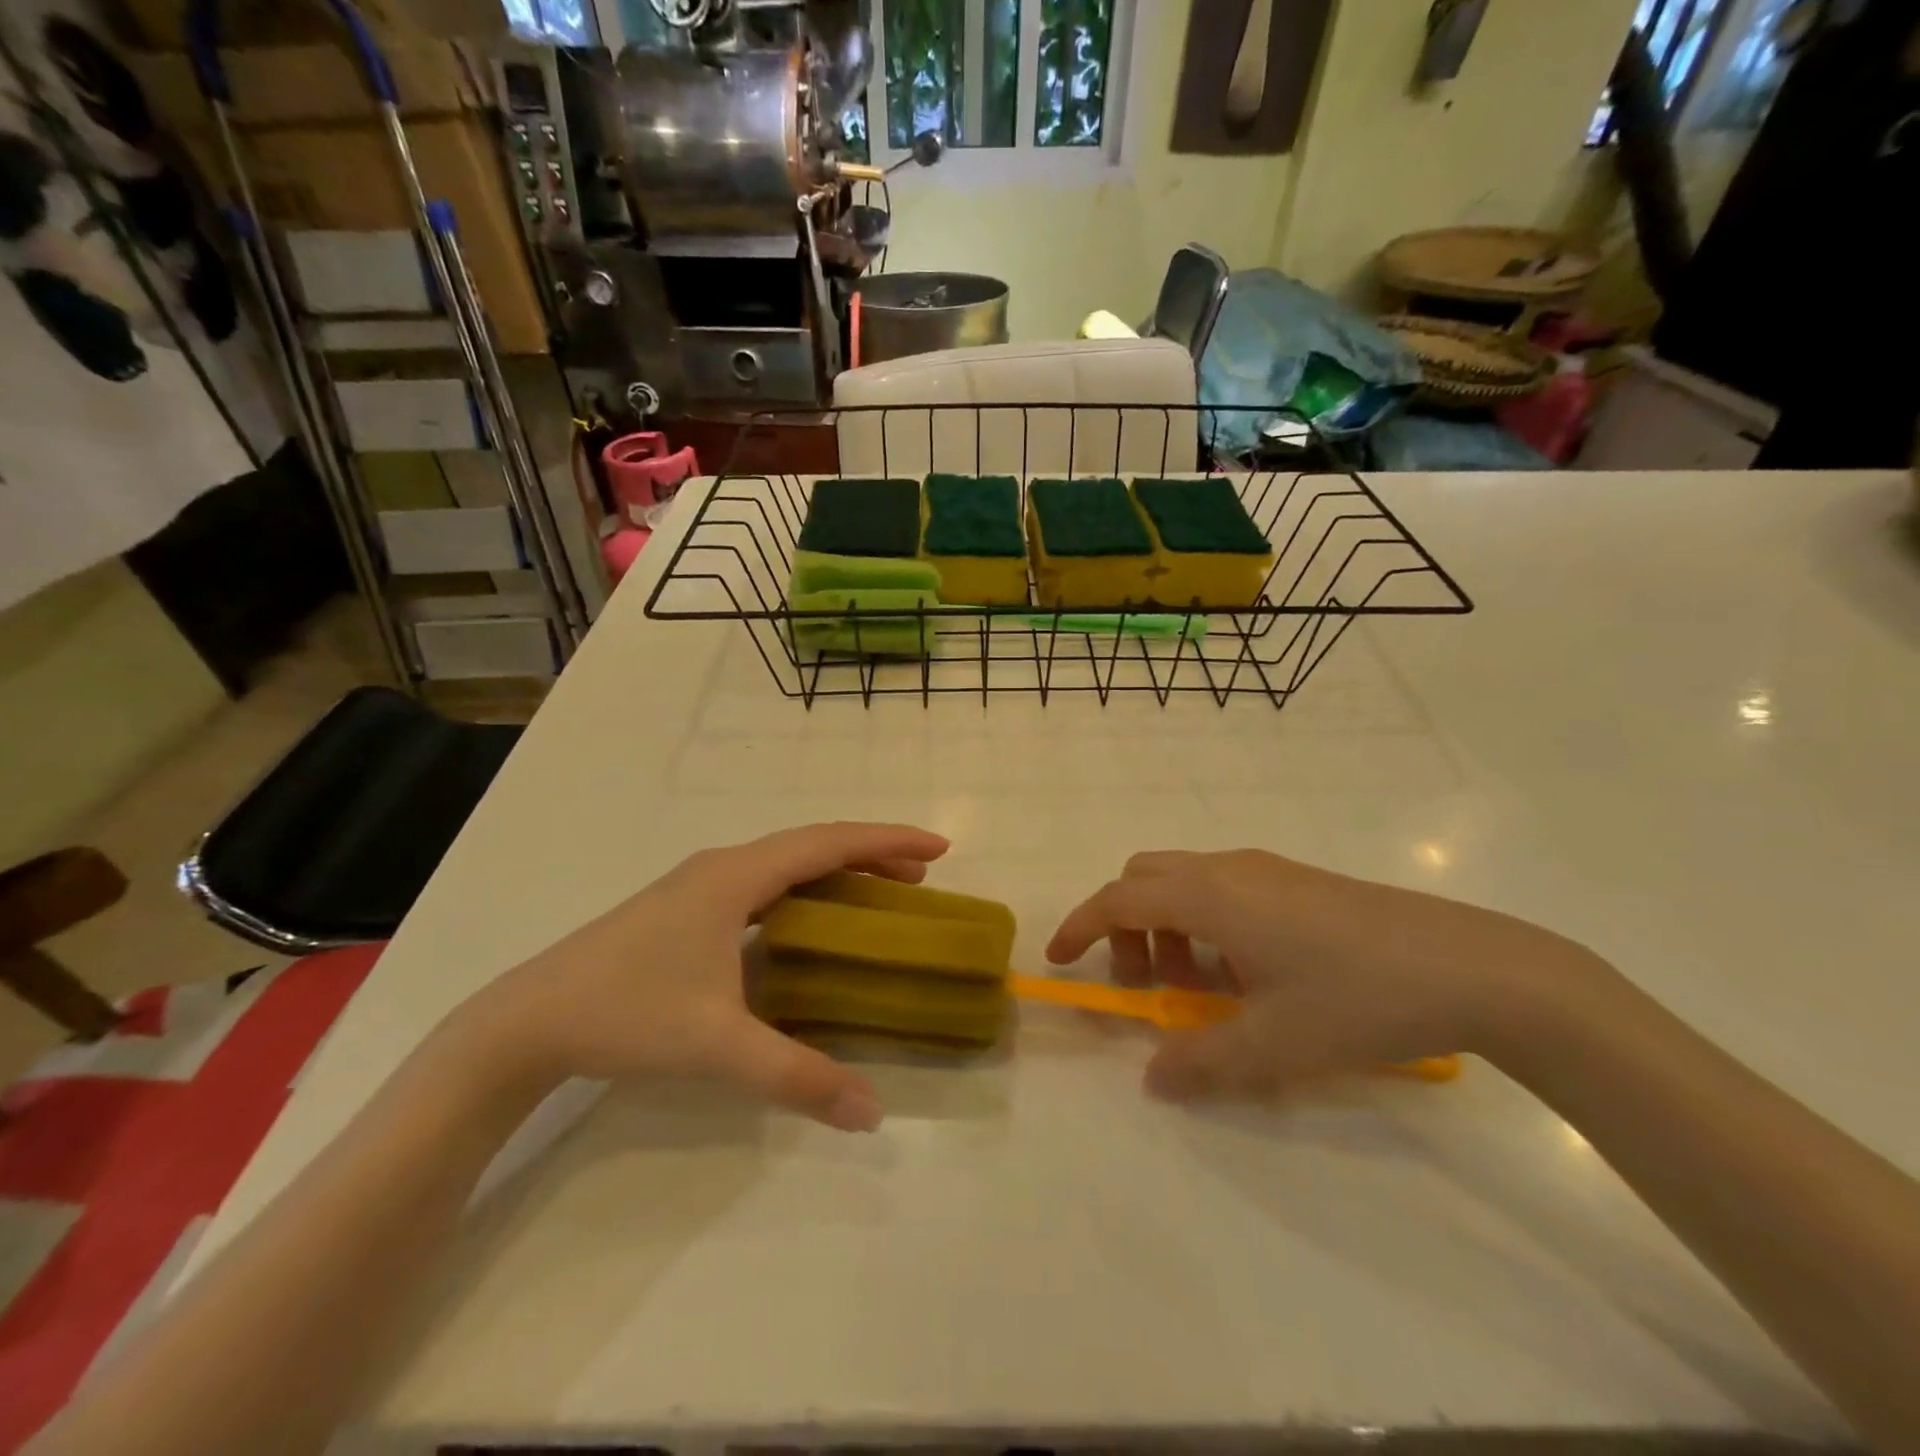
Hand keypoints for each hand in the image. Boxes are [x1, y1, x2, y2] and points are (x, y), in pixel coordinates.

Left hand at [462, 822, 948, 1130]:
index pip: (829, 842)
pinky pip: (764, 881)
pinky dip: (804, 887)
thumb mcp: (718, 1045)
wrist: (527, 1021)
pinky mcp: (685, 906)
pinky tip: (809, 919)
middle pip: (812, 843)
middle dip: (871, 853)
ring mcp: (699, 883)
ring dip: (837, 868)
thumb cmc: (627, 1014)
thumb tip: (871, 1113)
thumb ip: (797, 1076)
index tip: (938, 847)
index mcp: (738, 876)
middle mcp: (722, 866)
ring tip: (879, 891)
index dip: (888, 841)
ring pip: (786, 861)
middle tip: (921, 875)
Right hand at [1046, 849, 1613, 1100]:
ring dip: (1168, 925)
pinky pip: (1224, 887)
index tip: (1059, 959)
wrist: (1474, 966)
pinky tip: (1248, 973)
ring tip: (1202, 988)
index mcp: (1211, 897)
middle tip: (1145, 985)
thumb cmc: (1359, 1000)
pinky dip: (1205, 920)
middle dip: (1125, 926)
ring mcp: (1266, 868)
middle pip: (1145, 878)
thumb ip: (1200, 1061)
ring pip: (1185, 880)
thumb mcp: (1274, 1045)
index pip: (1119, 899)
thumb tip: (1153, 1078)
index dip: (1080, 926)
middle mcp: (1229, 868)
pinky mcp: (1298, 879)